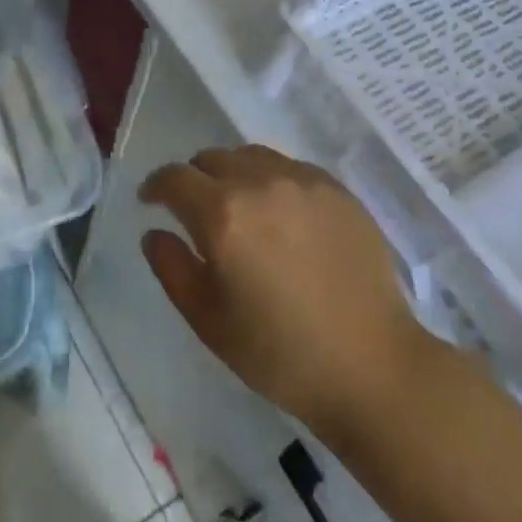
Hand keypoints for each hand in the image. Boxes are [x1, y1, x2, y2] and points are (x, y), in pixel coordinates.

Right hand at [140, 146, 441, 433]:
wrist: (371, 365)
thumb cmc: (279, 352)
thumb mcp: (208, 320)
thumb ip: (171, 267)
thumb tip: (156, 233)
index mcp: (222, 214)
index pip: (174, 178)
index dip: (155, 186)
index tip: (150, 202)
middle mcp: (260, 183)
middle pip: (211, 159)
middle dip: (193, 180)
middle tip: (195, 211)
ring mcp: (303, 182)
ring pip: (251, 156)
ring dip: (232, 174)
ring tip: (238, 207)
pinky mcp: (337, 190)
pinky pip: (289, 168)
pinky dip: (270, 180)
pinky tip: (280, 214)